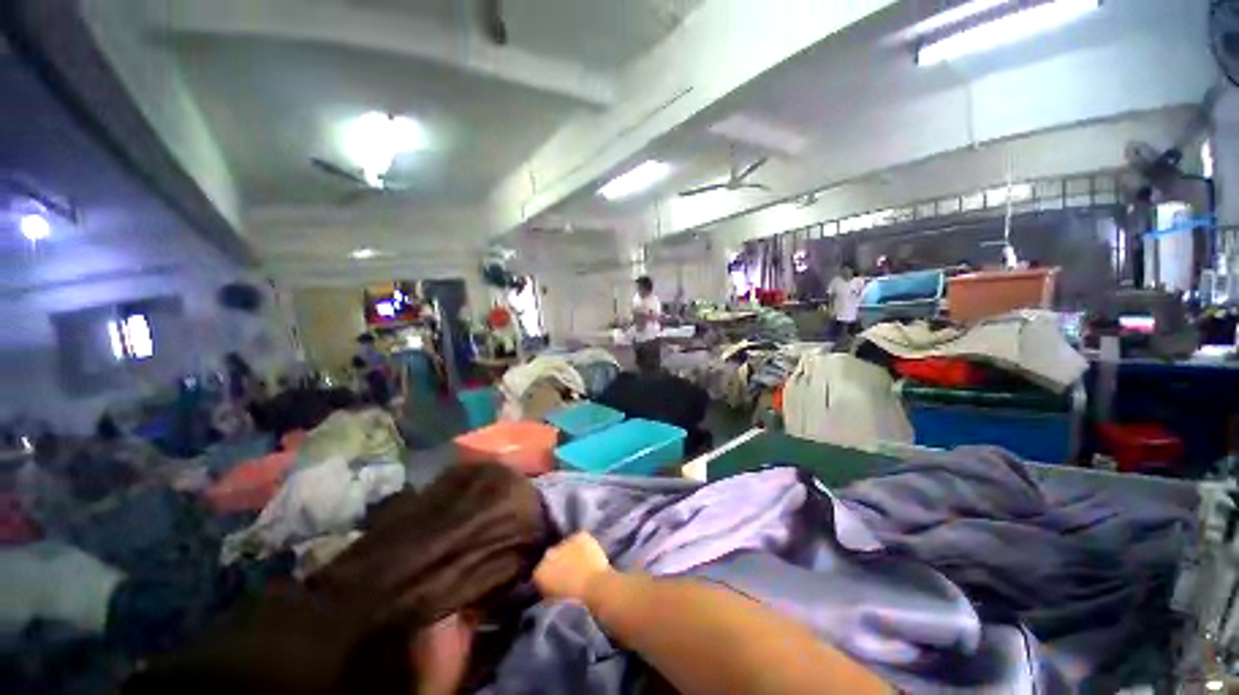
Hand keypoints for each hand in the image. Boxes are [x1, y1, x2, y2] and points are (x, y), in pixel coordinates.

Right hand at [533, 532, 612, 602]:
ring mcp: (564, 542)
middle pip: (552, 556)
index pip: (541, 571)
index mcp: (539, 572)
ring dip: (571, 552)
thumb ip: (548, 587)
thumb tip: (551, 584)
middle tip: (571, 572)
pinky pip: (580, 538)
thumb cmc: (575, 601)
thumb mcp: (554, 600)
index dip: (550, 576)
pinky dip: (584, 544)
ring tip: (582, 564)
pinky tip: (589, 554)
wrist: (595, 587)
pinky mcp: (579, 535)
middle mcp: (548, 554)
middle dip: (559, 561)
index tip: (558, 582)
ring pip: (566, 545)